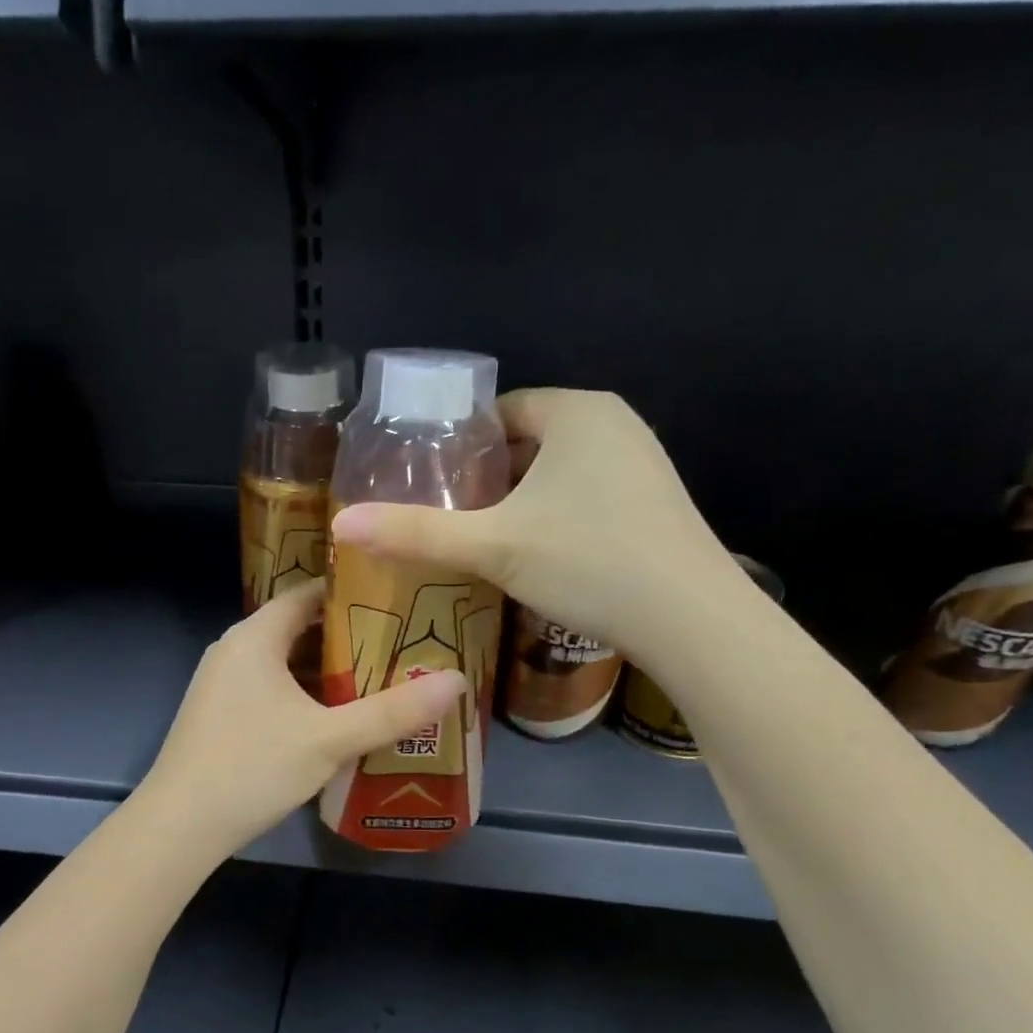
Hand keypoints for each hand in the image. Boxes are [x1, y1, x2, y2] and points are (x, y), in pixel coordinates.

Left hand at [139, 579, 468, 856]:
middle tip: (402, 644)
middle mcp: (234, 650)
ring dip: (327, 671)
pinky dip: (304, 695)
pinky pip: (271, 688)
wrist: (179, 826)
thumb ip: (393, 711)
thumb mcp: (330, 739)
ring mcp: (223, 684)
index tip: (398, 600)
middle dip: (349, 637)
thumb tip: (457, 682)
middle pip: (299, 628)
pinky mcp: (220, 715)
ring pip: (285, 663)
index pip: (308, 594)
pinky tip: (336, 718)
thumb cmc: (252, 767)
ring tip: (381, 678)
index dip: (353, 593)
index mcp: (255, 637)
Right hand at [329, 388, 743, 654]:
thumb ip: (415, 533)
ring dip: (519, 501)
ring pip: (557, 473)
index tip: (428, 485)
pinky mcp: (653, 504)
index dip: (458, 447)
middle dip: (486, 478)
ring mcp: (641, 463)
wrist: (691, 620)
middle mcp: (615, 423)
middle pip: (526, 442)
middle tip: (447, 519)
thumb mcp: (492, 547)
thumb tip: (340, 526)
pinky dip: (555, 517)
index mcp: (576, 412)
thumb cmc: (588, 562)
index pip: (499, 412)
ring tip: (482, 542)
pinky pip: (586, 496)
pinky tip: (538, 558)